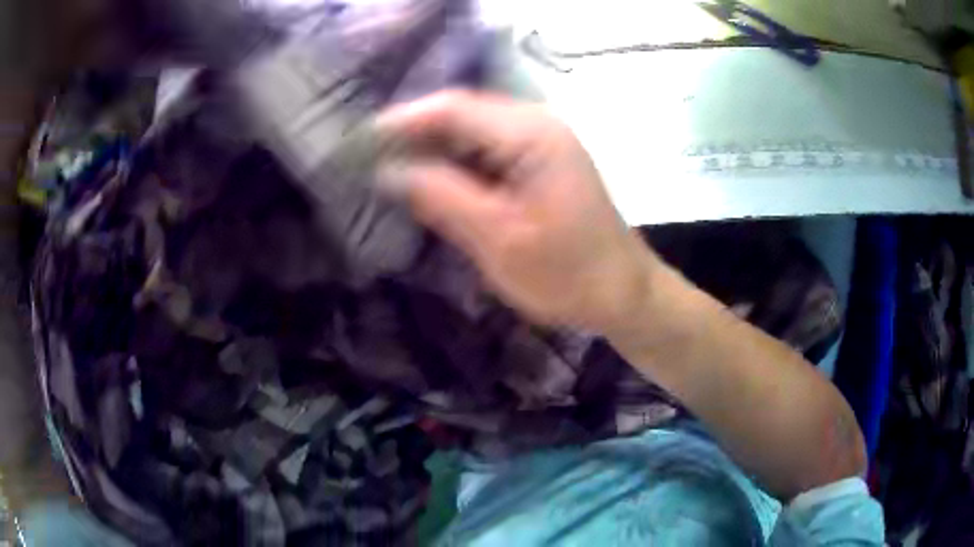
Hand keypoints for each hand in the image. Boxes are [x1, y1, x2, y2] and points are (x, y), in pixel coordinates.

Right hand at [377, 91, 654, 332]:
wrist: (622, 293)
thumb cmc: (566, 274)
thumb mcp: (498, 239)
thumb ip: (441, 197)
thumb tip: (388, 170)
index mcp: (532, 135)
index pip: (454, 109)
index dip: (403, 120)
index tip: (359, 140)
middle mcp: (538, 124)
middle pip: (463, 113)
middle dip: (415, 132)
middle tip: (369, 155)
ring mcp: (542, 140)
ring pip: (472, 130)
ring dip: (433, 146)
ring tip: (389, 165)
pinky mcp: (541, 161)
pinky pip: (487, 149)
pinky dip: (456, 161)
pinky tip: (430, 178)